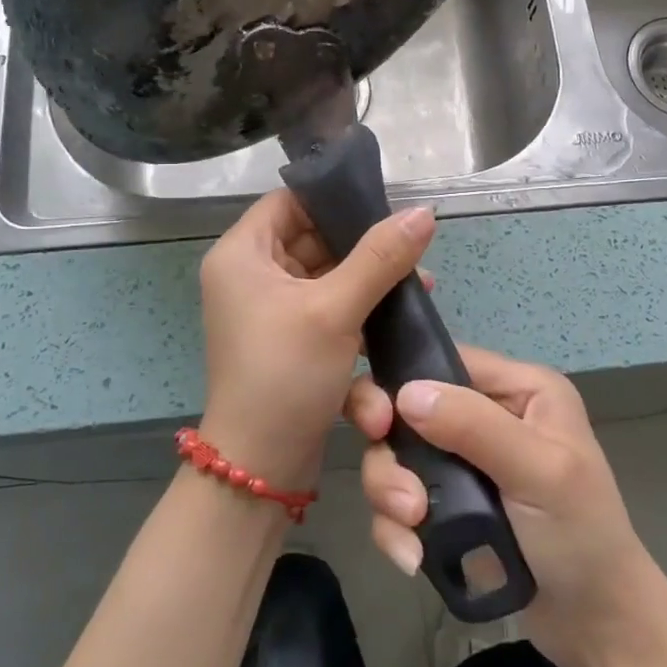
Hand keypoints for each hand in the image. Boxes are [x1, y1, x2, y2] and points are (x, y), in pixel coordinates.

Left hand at [197, 190, 435, 491]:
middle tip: (414, 250)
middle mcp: (251, 276)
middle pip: (313, 239)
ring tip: (420, 285)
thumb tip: (424, 212)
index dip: (334, 198)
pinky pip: (328, 308)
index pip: (289, 202)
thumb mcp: (336, 309)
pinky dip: (359, 311)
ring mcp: (270, 310)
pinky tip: (399, 317)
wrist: (261, 467)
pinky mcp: (291, 339)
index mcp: (242, 255)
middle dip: (366, 246)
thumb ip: (381, 257)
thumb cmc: (286, 374)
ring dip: (369, 281)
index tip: (384, 205)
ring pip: (327, 276)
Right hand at [348, 346, 655, 666]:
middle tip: (402, 496)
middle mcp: (488, 415)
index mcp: (519, 389)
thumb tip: (406, 393)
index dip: (404, 384)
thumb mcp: (540, 473)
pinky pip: (399, 501)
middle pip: (408, 411)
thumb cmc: (581, 536)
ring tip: (414, 532)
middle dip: (392, 455)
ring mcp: (465, 462)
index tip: (378, 423)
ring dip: (391, 495)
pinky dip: (397, 528)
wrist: (595, 625)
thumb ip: (475, 427)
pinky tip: (414, 559)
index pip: (445, 361)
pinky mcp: (448, 505)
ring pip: (396, 457)